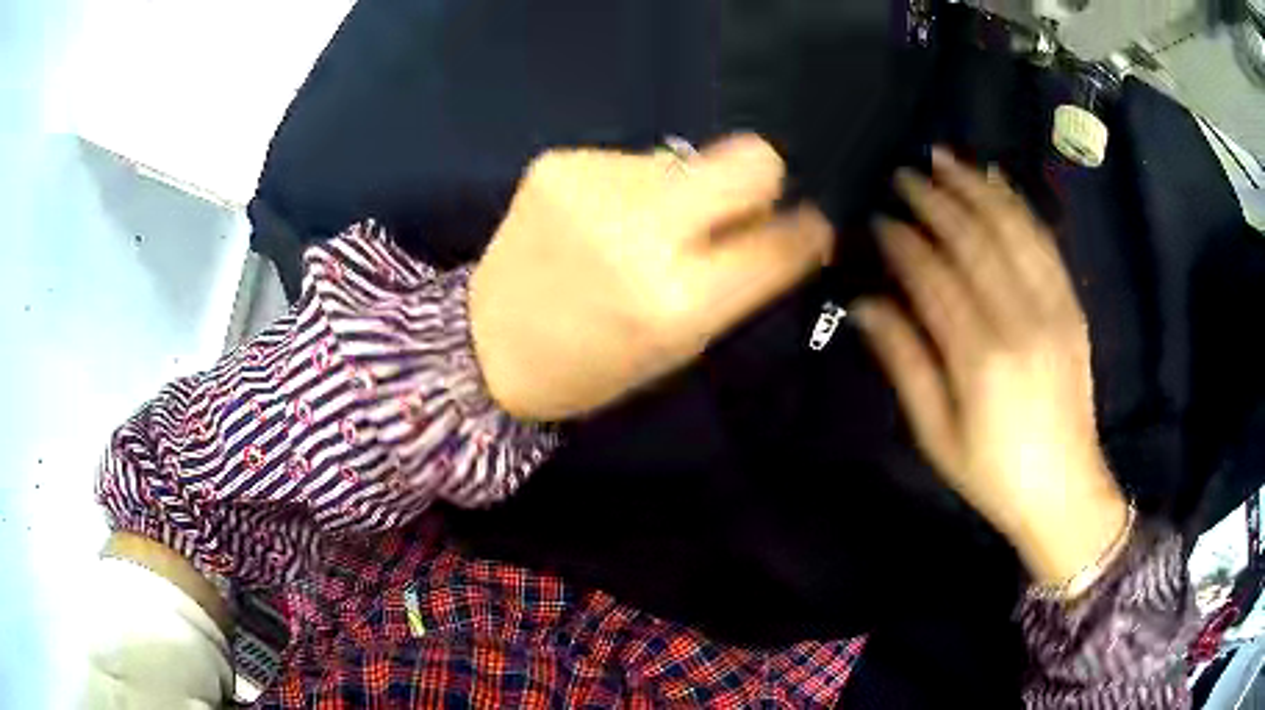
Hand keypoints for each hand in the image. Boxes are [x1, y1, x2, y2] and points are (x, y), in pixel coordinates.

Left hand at [470, 134, 834, 420]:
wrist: (486, 347)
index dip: (806, 230)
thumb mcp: (680, 345)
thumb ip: (736, 280)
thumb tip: (777, 218)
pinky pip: (632, 159)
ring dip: (681, 190)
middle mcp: (642, 232)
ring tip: (639, 226)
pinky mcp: (559, 163)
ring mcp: (596, 187)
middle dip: (762, 179)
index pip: (782, 242)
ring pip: (688, 160)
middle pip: (752, 159)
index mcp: (678, 301)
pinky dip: (630, 186)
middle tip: (737, 206)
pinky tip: (599, 217)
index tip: (807, 225)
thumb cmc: (592, 366)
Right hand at [855, 149, 1127, 585]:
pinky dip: (1019, 206)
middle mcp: (1019, 320)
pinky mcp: (1072, 307)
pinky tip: (998, 182)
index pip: (933, 277)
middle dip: (935, 200)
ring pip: (1011, 229)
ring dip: (976, 187)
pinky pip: (1045, 243)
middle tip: (905, 174)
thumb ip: (905, 363)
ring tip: (946, 159)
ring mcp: (1053, 308)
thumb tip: (865, 305)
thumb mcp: (937, 435)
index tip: (879, 217)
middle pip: (973, 241)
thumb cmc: (993, 473)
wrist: (1065, 490)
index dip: (903, 241)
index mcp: (979, 359)